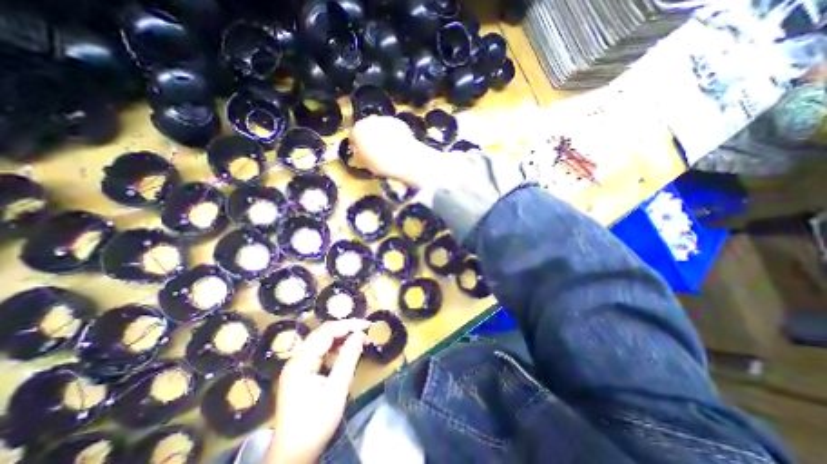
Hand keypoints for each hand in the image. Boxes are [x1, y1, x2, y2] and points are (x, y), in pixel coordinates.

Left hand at [266, 322, 370, 461]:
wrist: (292, 455)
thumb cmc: (315, 424)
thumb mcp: (336, 391)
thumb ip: (348, 359)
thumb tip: (360, 335)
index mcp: (301, 362)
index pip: (327, 333)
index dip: (348, 325)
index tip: (367, 325)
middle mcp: (296, 359)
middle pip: (322, 333)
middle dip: (345, 328)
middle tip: (365, 329)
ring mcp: (297, 365)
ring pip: (321, 340)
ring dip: (340, 336)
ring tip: (359, 337)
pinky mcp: (300, 371)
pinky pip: (319, 350)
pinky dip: (334, 346)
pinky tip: (345, 349)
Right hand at [348, 115, 441, 187]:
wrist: (405, 159)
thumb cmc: (381, 164)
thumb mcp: (365, 163)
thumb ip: (359, 154)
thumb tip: (359, 152)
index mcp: (357, 130)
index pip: (353, 135)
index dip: (357, 145)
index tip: (361, 153)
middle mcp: (370, 120)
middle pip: (366, 128)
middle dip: (369, 137)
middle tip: (375, 151)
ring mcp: (386, 119)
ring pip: (380, 127)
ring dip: (382, 135)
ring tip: (388, 150)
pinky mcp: (399, 122)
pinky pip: (392, 128)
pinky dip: (393, 135)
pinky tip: (398, 146)